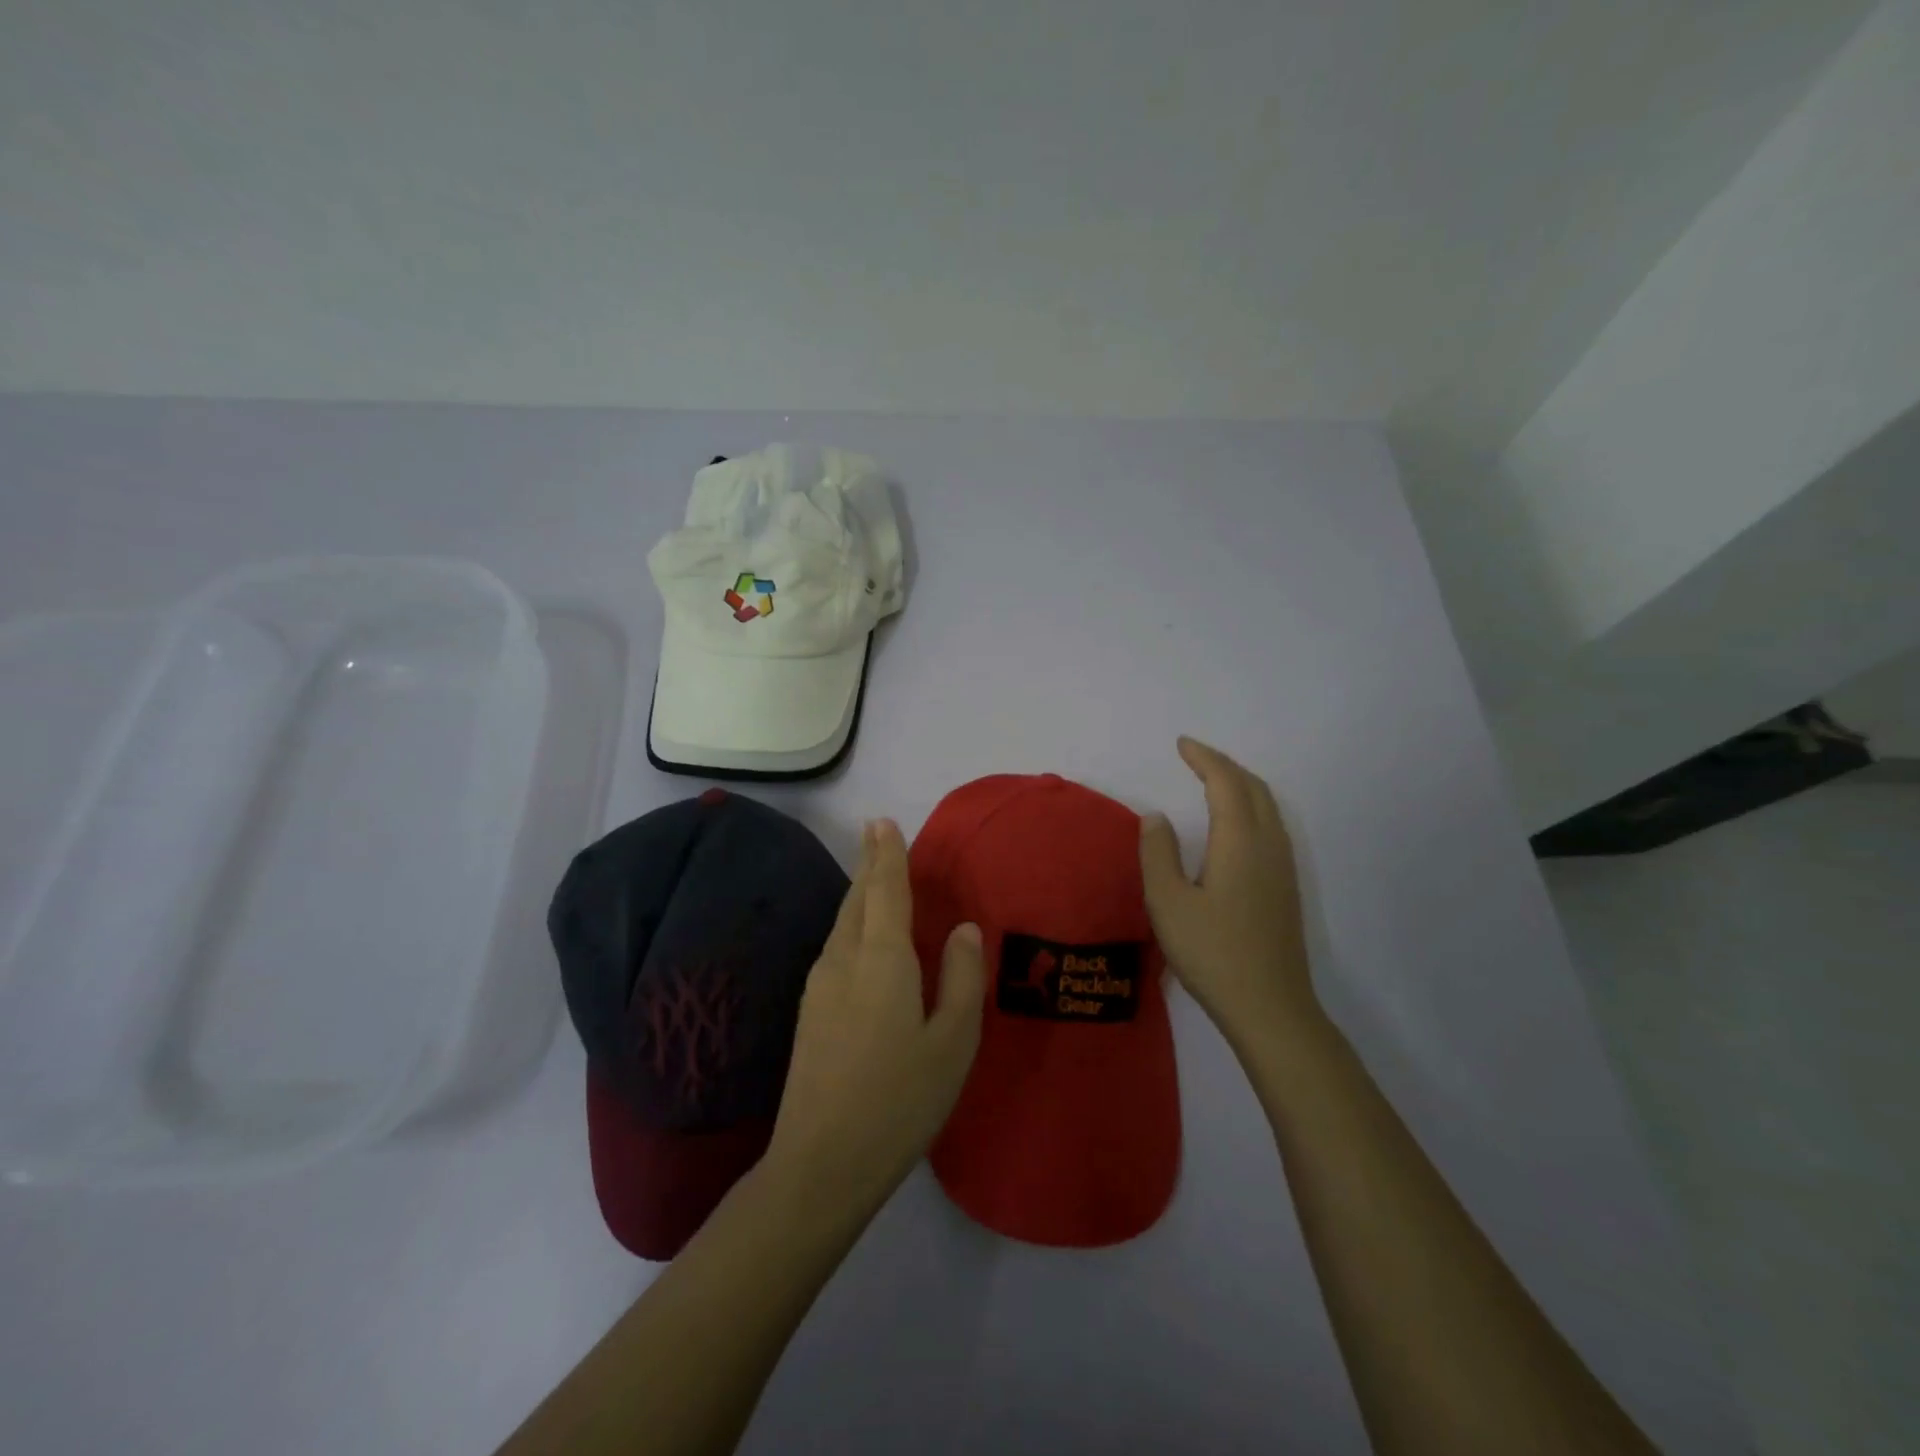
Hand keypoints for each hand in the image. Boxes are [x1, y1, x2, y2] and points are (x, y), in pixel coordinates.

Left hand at [766, 819, 986, 1214]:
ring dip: (860, 895)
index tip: (883, 821)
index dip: (887, 854)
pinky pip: (836, 947)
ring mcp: (819, 986)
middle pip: (857, 899)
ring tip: (875, 879)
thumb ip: (962, 978)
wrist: (821, 1163)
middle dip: (869, 865)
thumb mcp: (952, 1043)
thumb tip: (965, 928)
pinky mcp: (809, 1011)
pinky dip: (853, 925)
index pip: (885, 890)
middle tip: (878, 835)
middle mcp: (843, 960)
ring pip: (842, 923)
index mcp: (882, 960)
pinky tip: (863, 940)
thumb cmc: (899, 1100)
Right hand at [1139, 737, 1320, 1051]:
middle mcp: (1268, 845)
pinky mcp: (1286, 887)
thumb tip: (1157, 818)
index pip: (1225, 783)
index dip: (1204, 759)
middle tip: (1194, 757)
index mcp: (1240, 842)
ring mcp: (1283, 867)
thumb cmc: (1212, 952)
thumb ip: (1158, 853)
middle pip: (1253, 788)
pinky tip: (1235, 825)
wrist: (1270, 1007)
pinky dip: (1250, 807)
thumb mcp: (1168, 902)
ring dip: (1240, 784)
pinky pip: (1271, 826)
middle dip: (1224, 765)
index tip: (1181, 744)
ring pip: (1267, 807)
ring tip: (1212, 781)